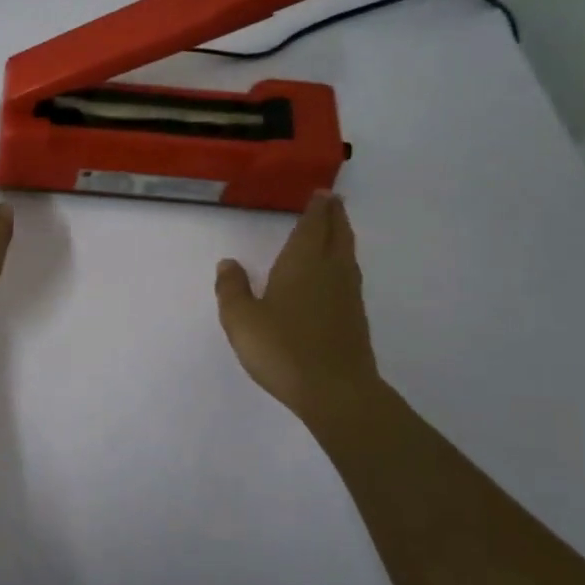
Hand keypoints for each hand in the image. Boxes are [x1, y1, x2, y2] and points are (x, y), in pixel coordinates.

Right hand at [215, 192, 380, 426]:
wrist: (335, 390)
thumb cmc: (283, 349)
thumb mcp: (242, 319)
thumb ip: (232, 289)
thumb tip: (228, 263)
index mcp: (302, 263)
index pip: (312, 226)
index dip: (317, 209)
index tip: (321, 193)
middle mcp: (329, 271)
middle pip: (337, 234)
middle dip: (334, 215)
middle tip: (333, 201)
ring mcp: (347, 295)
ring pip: (347, 254)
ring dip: (342, 236)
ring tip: (336, 228)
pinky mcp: (355, 317)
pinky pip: (349, 275)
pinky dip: (343, 262)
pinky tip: (336, 274)